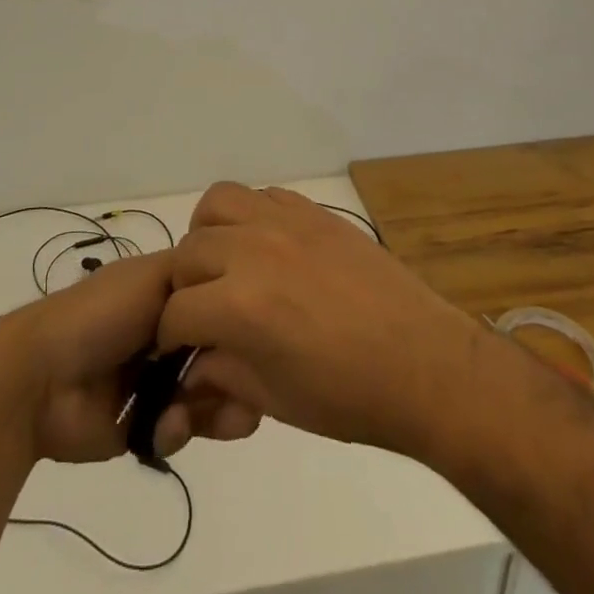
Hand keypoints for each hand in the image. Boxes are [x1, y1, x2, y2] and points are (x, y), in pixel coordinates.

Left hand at [0, 249, 260, 463]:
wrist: (42, 378)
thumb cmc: (99, 314)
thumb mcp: (151, 275)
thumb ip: (195, 272)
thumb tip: (232, 283)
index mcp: (167, 294)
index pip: (221, 304)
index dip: (240, 320)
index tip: (255, 335)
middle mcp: (167, 334)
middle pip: (222, 353)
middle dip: (236, 374)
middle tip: (241, 389)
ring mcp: (157, 380)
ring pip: (209, 394)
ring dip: (214, 407)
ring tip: (202, 413)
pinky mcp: (145, 424)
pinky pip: (182, 430)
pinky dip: (179, 429)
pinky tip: (166, 428)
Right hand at [158, 183, 492, 459]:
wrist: (423, 362)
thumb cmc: (348, 397)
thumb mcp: (273, 398)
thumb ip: (219, 375)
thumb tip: (189, 368)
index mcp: (238, 305)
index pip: (175, 311)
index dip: (171, 337)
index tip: (179, 350)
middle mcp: (252, 249)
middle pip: (187, 252)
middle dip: (186, 287)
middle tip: (205, 312)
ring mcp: (284, 221)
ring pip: (217, 203)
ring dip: (209, 234)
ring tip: (226, 265)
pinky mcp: (311, 209)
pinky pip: (262, 194)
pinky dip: (250, 216)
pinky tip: (266, 247)